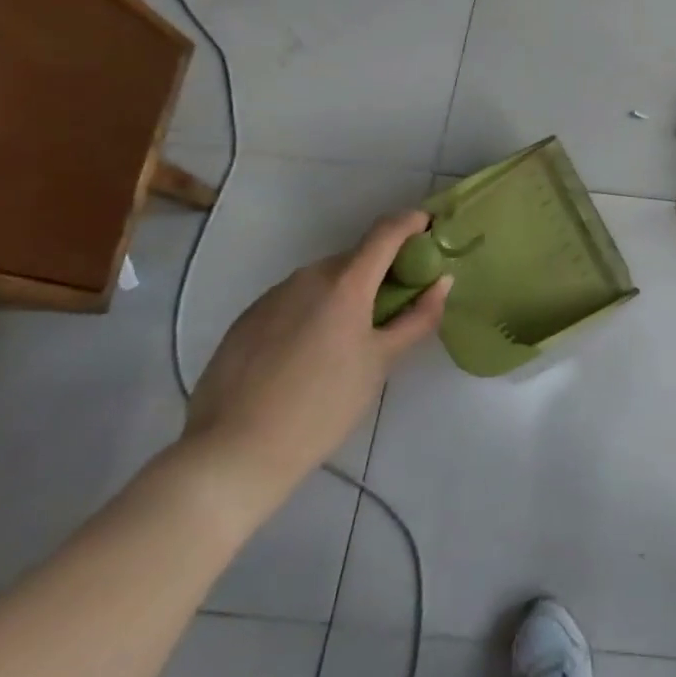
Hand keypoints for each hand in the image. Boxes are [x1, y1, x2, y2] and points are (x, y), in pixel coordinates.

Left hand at [181, 210, 449, 516]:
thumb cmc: (323, 406)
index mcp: (345, 281)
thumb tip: (442, 282)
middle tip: (397, 302)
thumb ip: (417, 318)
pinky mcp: (246, 320)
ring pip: (322, 280)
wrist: (233, 453)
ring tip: (351, 336)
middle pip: (355, 258)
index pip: (386, 232)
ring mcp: (271, 296)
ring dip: (345, 292)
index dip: (412, 223)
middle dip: (380, 270)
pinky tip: (309, 353)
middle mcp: (307, 276)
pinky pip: (293, 301)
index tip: (429, 229)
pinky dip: (313, 310)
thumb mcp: (381, 362)